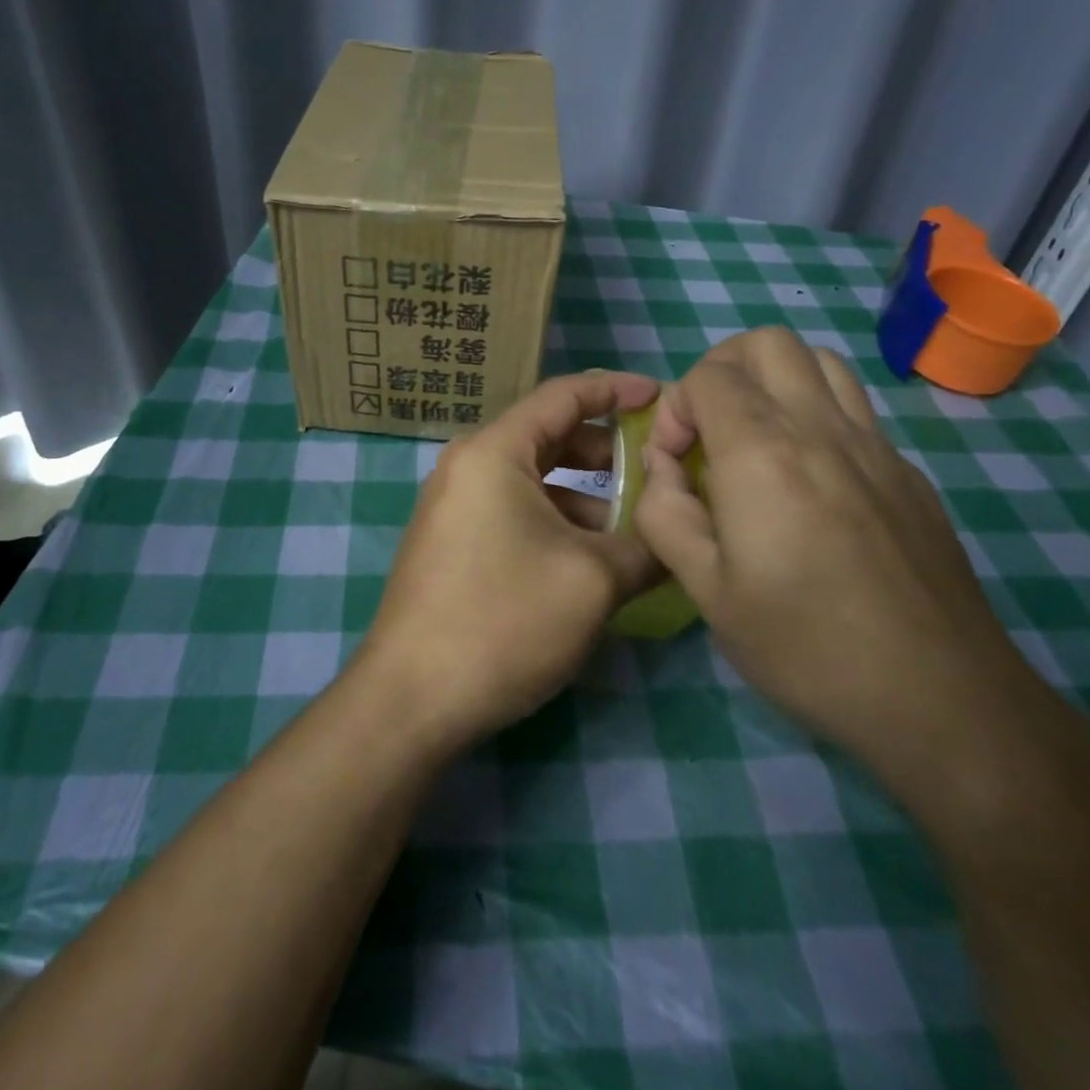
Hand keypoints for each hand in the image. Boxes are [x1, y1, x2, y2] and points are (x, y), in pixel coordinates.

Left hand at [355, 370, 661, 748]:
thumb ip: (645, 545)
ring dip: (584, 496)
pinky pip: (514, 511)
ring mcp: (455, 506)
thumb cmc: (504, 621)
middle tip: (657, 470)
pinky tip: (589, 560)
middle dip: (605, 451)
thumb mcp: (593, 581)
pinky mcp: (453, 543)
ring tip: (633, 528)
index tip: (660, 397)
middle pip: (549, 437)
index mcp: (493, 452)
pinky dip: (556, 521)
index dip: (615, 390)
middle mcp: (468, 466)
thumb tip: (677, 535)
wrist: (412, 698)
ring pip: (533, 480)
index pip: (563, 396)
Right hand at [632, 327, 1041, 796]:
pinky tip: (809, 481)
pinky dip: (815, 413)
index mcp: (763, 454)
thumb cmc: (806, 647)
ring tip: (755, 438)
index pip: (709, 375)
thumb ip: (666, 513)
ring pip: (821, 361)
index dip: (676, 406)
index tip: (673, 460)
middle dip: (721, 368)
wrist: (940, 699)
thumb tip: (663, 469)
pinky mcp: (908, 473)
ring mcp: (876, 446)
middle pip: (767, 343)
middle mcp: (822, 429)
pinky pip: (855, 408)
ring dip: (774, 380)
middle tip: (707, 428)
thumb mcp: (706, 591)